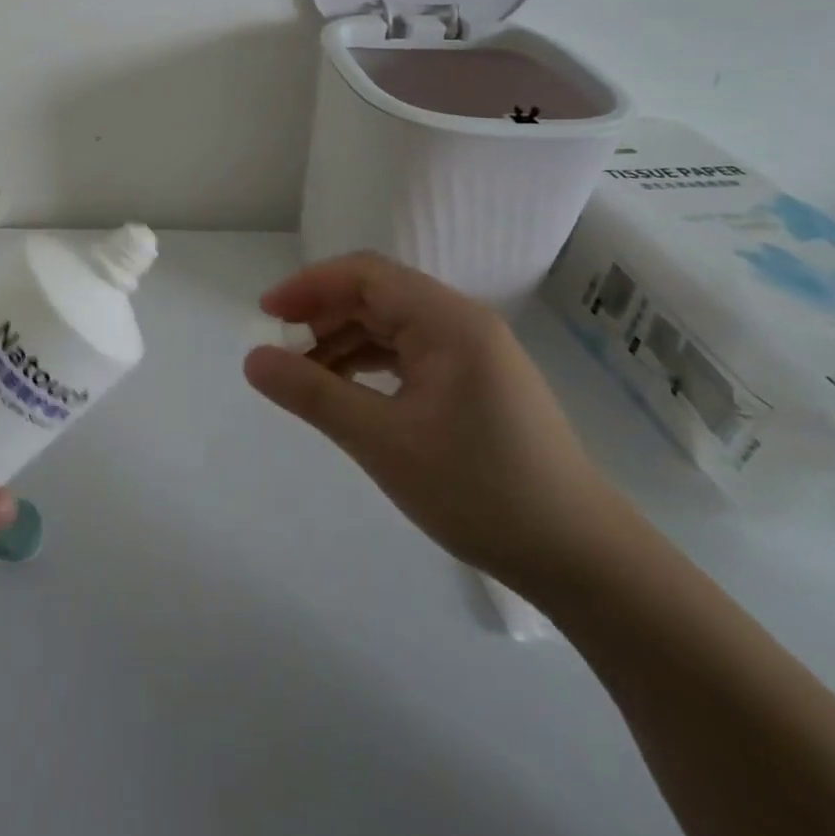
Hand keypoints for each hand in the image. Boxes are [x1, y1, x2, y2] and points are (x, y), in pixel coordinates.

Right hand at [246, 252, 636, 592]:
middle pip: (377, 295)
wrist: (582, 560)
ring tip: (305, 377)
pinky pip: (409, 353)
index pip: (365, 275)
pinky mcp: (476, 382)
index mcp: (448, 321)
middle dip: (322, 314)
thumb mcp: (382, 441)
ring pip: (391, 325)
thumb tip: (252, 360)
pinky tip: (348, 391)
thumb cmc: (480, 491)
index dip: (309, 286)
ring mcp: (473, 353)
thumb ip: (312, 393)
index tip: (266, 315)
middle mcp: (462, 323)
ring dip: (343, 341)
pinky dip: (369, 363)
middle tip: (280, 351)